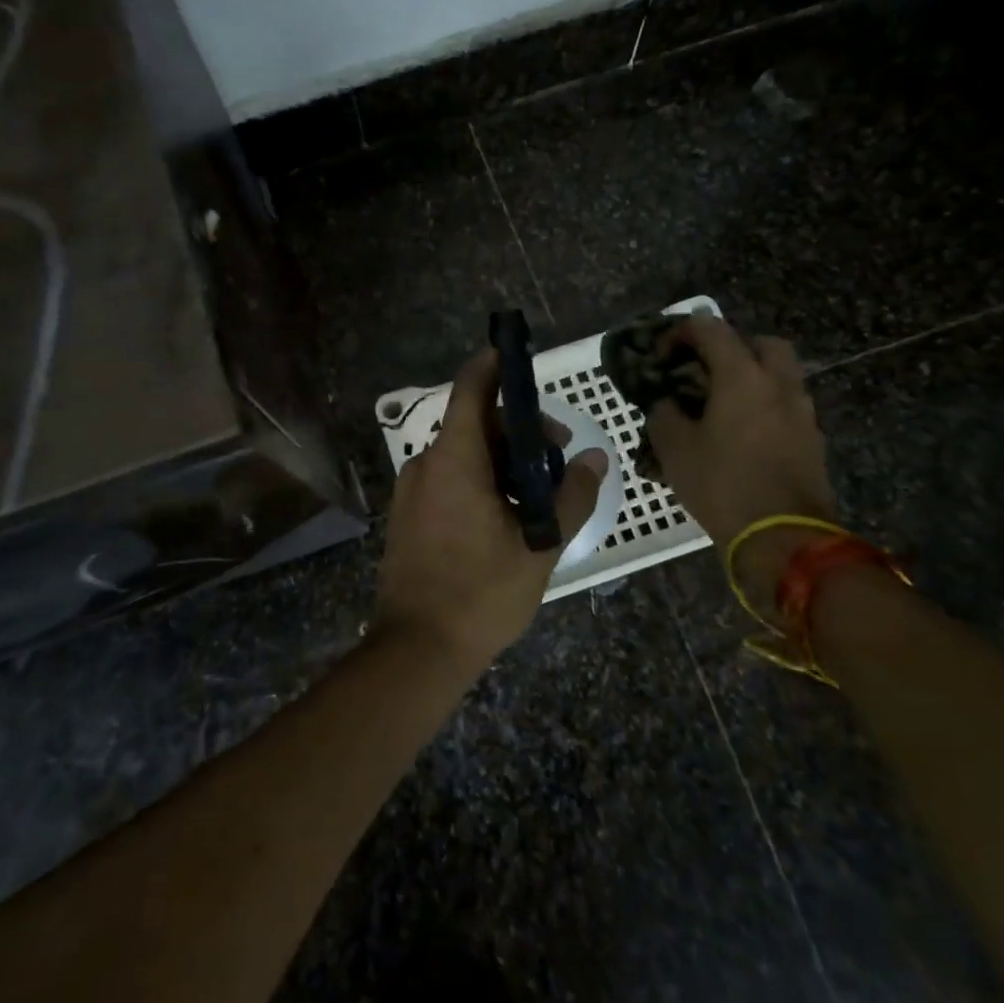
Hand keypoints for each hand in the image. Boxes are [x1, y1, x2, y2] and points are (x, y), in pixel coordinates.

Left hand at [375, 349, 607, 675]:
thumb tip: (595, 457)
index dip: (494, 364)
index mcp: (454, 459)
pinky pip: (448, 476)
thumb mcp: (540, 545)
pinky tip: (506, 512)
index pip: (471, 388)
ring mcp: (412, 489)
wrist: (416, 648)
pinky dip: (479, 477)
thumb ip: (571, 495)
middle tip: (556, 456)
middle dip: (518, 428)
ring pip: (463, 452)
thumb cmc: (481, 593)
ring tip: (538, 493)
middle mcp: (426, 463)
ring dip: (502, 457)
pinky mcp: (408, 513)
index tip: (519, 354)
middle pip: (474, 422)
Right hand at [643, 316, 836, 614]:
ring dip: (751, 378)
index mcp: (742, 376)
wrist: (784, 539)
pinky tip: (741, 433)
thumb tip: (666, 403)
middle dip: (731, 347)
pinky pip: (786, 406)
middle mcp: (778, 384)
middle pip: (761, 343)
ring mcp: (801, 413)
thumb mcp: (674, 448)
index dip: (680, 333)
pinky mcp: (812, 441)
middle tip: (704, 370)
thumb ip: (664, 413)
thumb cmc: (722, 484)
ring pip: (779, 375)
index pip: (710, 328)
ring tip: (720, 404)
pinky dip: (764, 406)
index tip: (660, 356)